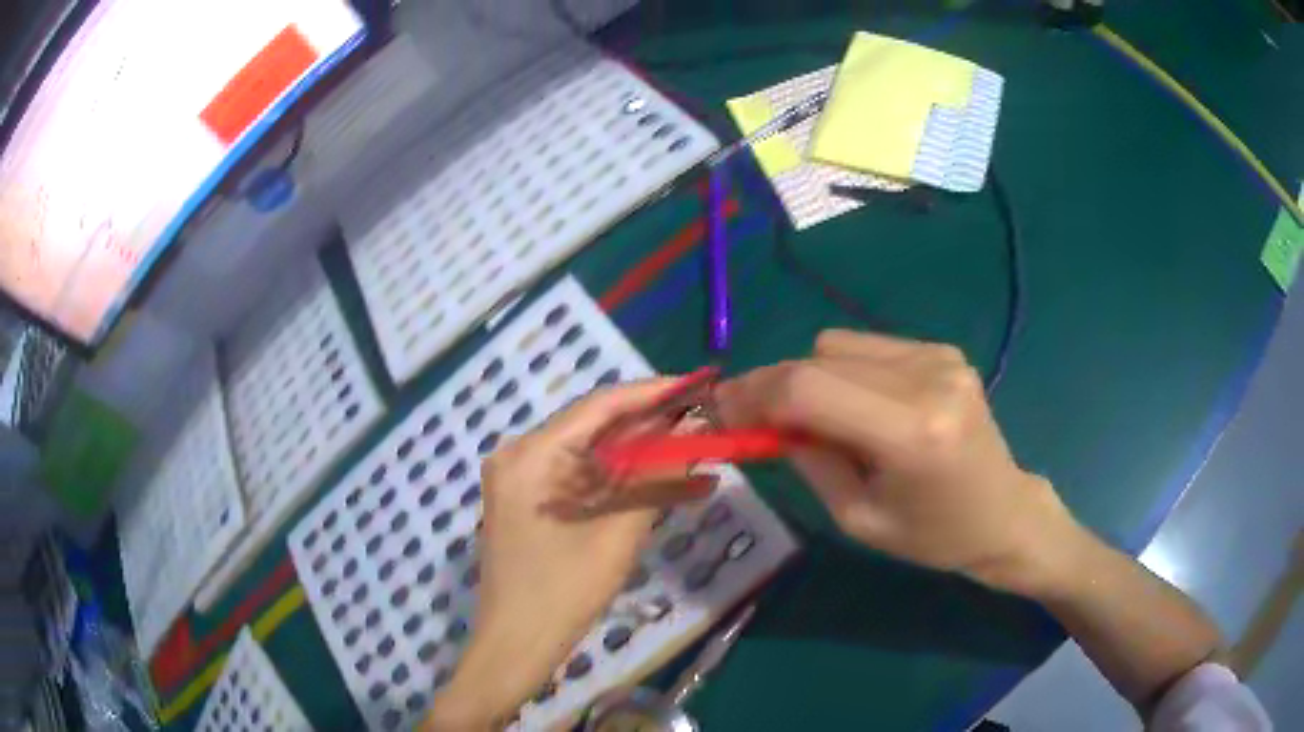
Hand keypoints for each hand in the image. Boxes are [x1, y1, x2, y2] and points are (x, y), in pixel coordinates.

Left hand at [424, 380, 715, 730]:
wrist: (515, 646)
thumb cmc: (563, 593)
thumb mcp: (616, 533)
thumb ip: (655, 477)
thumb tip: (695, 431)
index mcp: (531, 454)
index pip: (599, 406)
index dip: (652, 394)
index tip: (698, 387)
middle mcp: (518, 454)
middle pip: (593, 427)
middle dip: (649, 427)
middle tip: (702, 423)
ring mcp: (519, 478)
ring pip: (589, 454)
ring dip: (637, 456)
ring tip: (690, 451)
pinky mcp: (527, 501)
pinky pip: (578, 477)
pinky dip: (616, 481)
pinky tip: (656, 482)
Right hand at [714, 329, 1075, 594]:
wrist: (1003, 513)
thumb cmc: (932, 535)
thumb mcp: (858, 518)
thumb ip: (808, 459)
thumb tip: (762, 419)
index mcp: (911, 433)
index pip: (808, 389)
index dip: (754, 394)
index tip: (720, 410)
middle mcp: (927, 378)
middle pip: (818, 359)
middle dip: (772, 385)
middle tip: (748, 416)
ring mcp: (938, 356)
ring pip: (836, 344)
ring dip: (810, 376)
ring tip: (817, 418)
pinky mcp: (943, 349)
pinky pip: (866, 346)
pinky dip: (844, 370)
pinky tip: (857, 404)